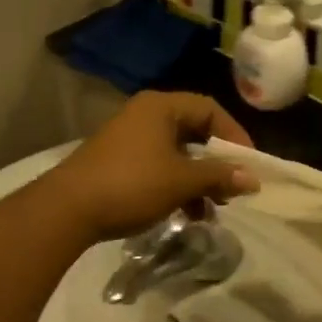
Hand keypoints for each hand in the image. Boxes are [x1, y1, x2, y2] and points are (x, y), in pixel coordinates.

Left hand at [48, 93, 257, 240]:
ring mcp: (130, 139)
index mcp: (161, 107)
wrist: (68, 210)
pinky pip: (159, 167)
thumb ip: (220, 175)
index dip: (235, 135)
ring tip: (213, 209)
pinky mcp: (119, 162)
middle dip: (217, 163)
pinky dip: (177, 186)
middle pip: (195, 132)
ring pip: (178, 154)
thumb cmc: (132, 184)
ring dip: (199, 180)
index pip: (210, 109)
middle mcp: (146, 115)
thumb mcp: (182, 181)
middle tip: (233, 188)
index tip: (249, 164)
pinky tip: (187, 214)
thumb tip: (253, 178)